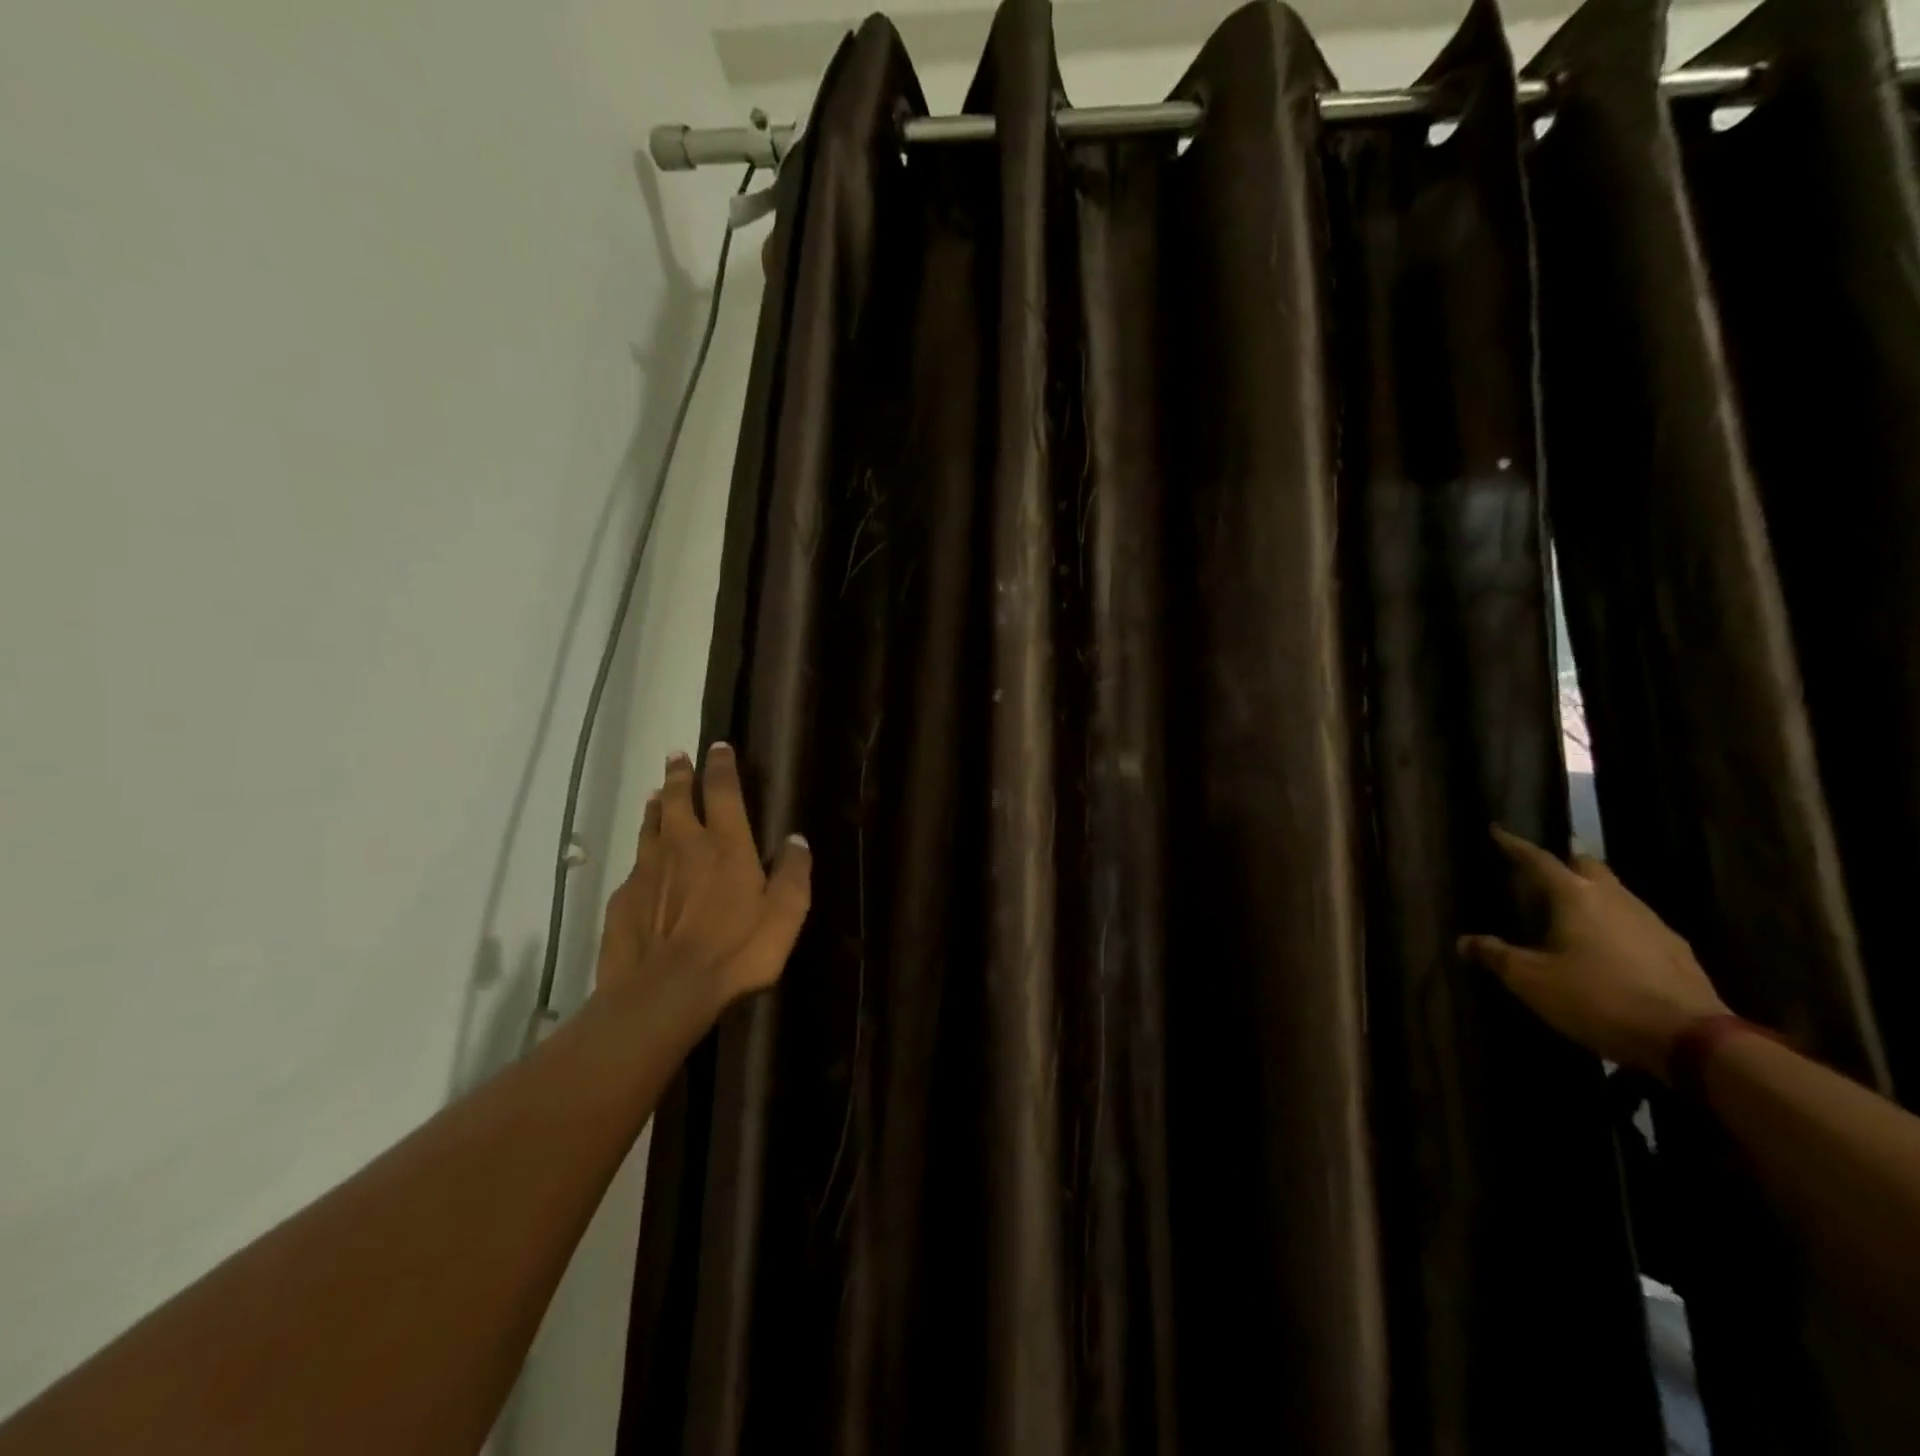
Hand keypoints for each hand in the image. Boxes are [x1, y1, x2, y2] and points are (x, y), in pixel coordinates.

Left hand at [596, 742, 811, 1013]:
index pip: (723, 791)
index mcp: (726, 845)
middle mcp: (683, 845)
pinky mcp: (623, 896)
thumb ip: (793, 874)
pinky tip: (644, 860)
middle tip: (678, 756)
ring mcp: (648, 869)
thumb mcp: (784, 916)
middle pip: (679, 798)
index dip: (721, 766)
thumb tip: (797, 840)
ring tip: (658, 794)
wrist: (663, 991)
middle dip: (680, 774)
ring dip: (657, 805)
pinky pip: (635, 862)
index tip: (718, 747)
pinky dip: (643, 850)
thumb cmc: (735, 951)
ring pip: (651, 824)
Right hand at [1457, 825, 1728, 1075]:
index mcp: (1576, 897)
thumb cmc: (1597, 998)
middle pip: (1588, 866)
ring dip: (1592, 894)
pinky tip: (1607, 947)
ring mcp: (1653, 924)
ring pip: (1616, 893)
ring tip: (1570, 911)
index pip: (1540, 860)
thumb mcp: (1532, 980)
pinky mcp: (1677, 951)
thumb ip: (1497, 956)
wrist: (1692, 1040)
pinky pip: (1637, 923)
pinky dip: (1615, 924)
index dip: (1515, 845)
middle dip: (1565, 863)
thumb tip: (1465, 942)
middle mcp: (1616, 899)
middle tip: (1542, 872)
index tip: (1497, 831)